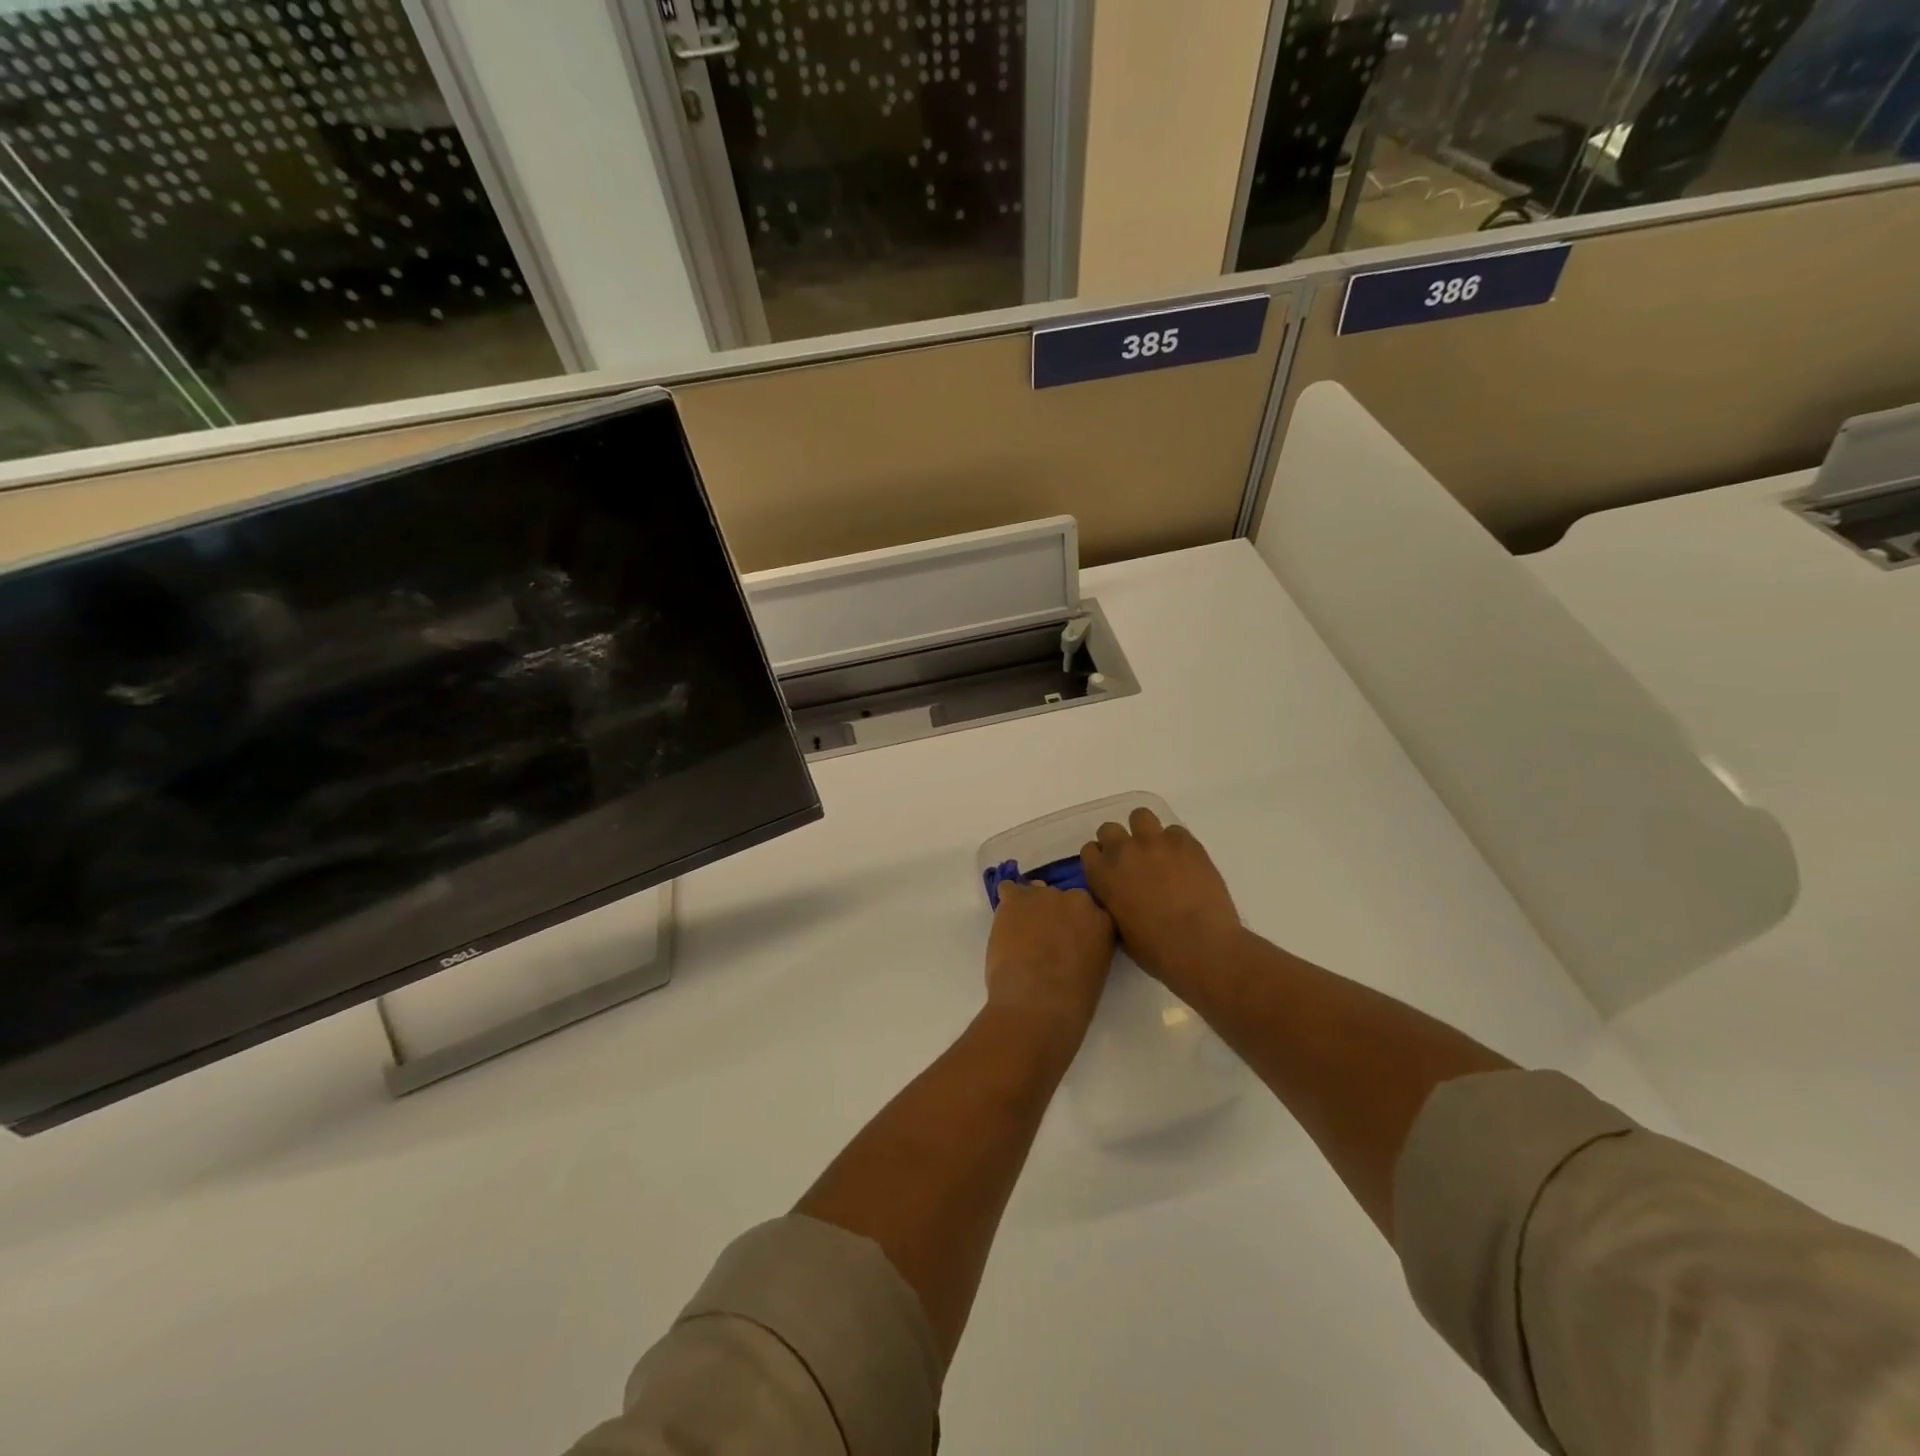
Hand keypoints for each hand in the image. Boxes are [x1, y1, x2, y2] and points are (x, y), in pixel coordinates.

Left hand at [984, 881, 1115, 1043]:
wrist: (1038, 1003)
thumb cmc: (1072, 1001)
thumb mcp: (1095, 971)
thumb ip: (1087, 947)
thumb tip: (1070, 944)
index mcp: (1103, 920)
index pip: (1090, 911)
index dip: (1075, 925)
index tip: (1067, 939)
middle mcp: (1078, 899)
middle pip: (1063, 898)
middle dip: (1054, 914)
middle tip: (1044, 938)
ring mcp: (1046, 895)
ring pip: (1036, 892)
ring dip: (1030, 908)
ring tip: (1021, 932)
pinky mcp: (1016, 899)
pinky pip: (1008, 890)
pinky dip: (1006, 903)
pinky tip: (1004, 921)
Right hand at [1081, 808, 1240, 984]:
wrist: (1200, 945)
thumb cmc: (1156, 950)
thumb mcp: (1119, 930)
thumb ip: (1112, 903)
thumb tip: (1119, 895)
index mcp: (1103, 875)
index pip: (1089, 850)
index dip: (1100, 859)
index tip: (1110, 871)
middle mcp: (1124, 851)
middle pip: (1109, 829)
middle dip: (1118, 841)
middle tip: (1133, 861)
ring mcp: (1156, 842)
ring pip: (1141, 816)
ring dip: (1145, 831)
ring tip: (1158, 851)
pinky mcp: (1186, 842)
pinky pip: (1175, 830)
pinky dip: (1176, 843)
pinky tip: (1185, 861)